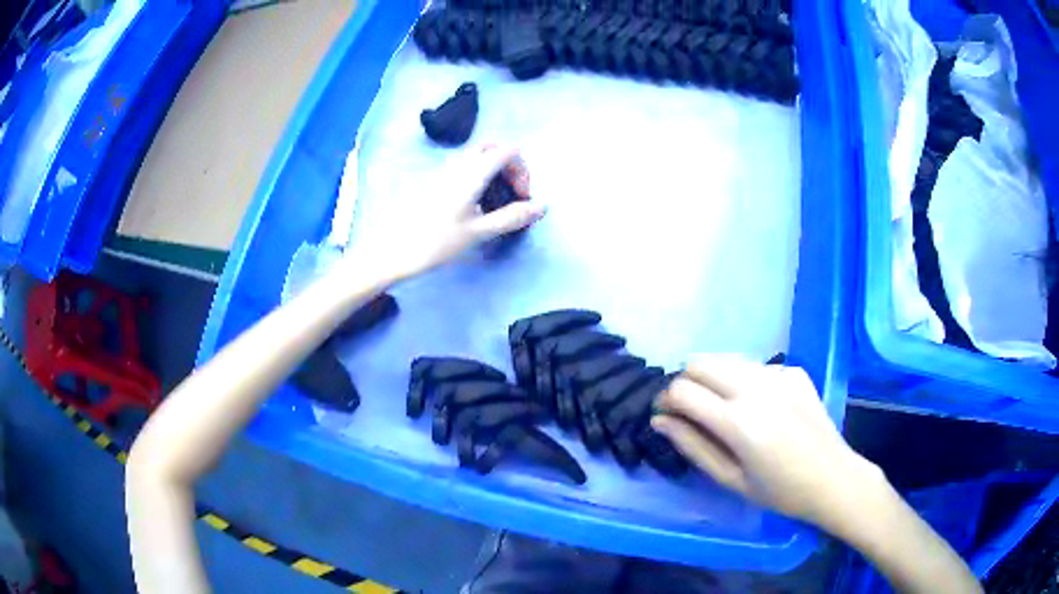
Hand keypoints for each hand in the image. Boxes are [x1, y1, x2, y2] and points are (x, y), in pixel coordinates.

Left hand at [346, 145, 544, 280]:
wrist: (392, 251)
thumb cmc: (436, 242)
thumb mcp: (479, 232)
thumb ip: (512, 217)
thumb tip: (543, 207)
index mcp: (472, 172)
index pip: (508, 151)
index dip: (522, 170)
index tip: (522, 197)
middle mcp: (458, 164)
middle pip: (492, 148)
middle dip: (510, 166)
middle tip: (513, 194)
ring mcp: (444, 172)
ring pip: (478, 157)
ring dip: (495, 171)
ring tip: (497, 203)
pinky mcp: (435, 182)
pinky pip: (465, 168)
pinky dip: (480, 177)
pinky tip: (477, 206)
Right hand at [652, 354, 880, 527]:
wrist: (833, 478)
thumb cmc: (779, 491)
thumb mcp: (730, 479)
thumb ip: (693, 446)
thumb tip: (661, 421)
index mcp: (738, 421)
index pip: (682, 390)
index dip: (665, 400)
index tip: (665, 415)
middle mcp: (756, 387)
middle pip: (700, 362)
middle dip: (685, 382)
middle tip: (690, 409)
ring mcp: (778, 374)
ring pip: (726, 358)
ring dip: (712, 377)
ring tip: (720, 406)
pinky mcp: (794, 370)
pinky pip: (754, 366)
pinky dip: (742, 380)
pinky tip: (757, 406)